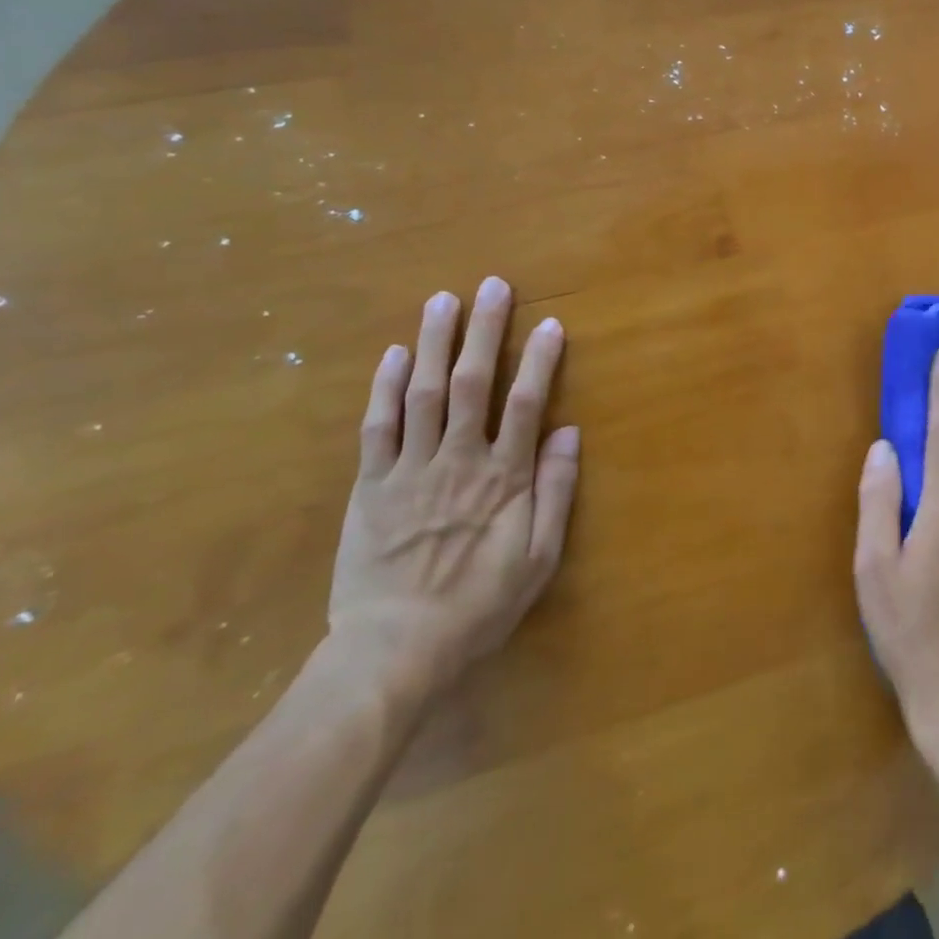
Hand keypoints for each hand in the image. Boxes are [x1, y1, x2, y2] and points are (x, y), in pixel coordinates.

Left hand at [329, 276, 579, 700]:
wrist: (394, 652)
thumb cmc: (478, 606)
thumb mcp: (538, 559)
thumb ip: (555, 493)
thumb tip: (568, 432)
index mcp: (503, 478)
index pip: (526, 402)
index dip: (539, 359)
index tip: (550, 323)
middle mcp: (458, 460)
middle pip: (471, 383)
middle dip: (483, 331)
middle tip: (490, 286)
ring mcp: (409, 470)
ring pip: (421, 393)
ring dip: (433, 343)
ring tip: (441, 300)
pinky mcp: (369, 486)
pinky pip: (376, 428)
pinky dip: (384, 388)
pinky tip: (392, 355)